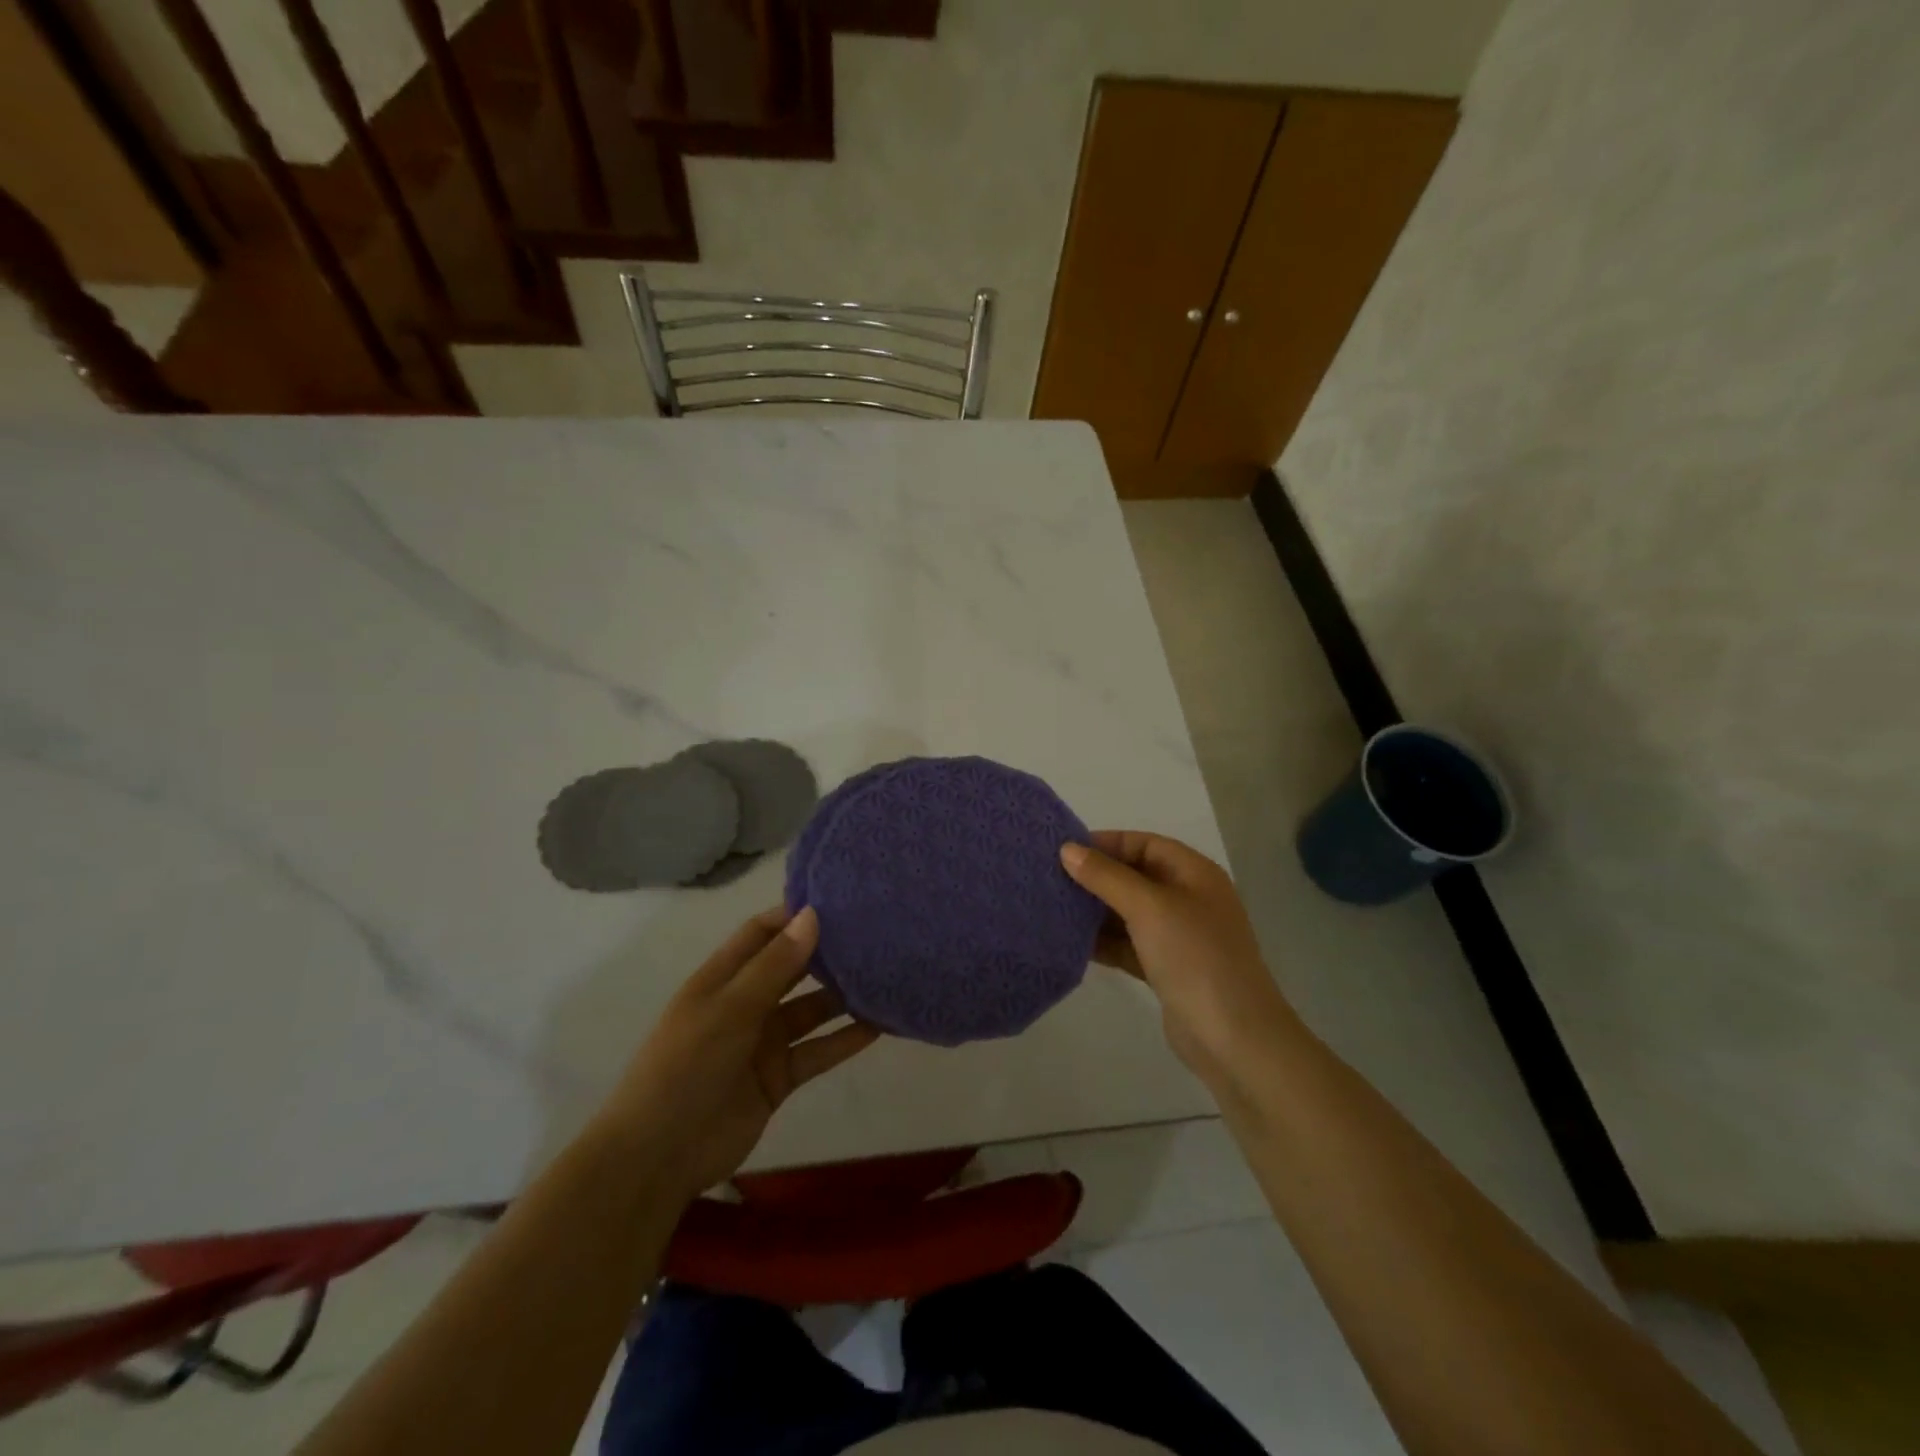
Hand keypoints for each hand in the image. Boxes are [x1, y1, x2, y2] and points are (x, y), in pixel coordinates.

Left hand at [599, 906, 878, 1204]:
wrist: (658, 1157)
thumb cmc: (686, 1067)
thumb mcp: (730, 1009)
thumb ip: (775, 965)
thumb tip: (812, 914)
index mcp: (722, 978)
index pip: (762, 933)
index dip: (795, 915)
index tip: (840, 901)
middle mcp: (745, 1003)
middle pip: (792, 968)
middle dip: (827, 952)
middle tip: (874, 934)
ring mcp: (763, 1042)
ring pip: (811, 1010)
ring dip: (843, 997)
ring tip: (886, 976)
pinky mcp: (779, 1078)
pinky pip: (817, 1051)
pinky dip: (845, 1040)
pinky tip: (880, 1026)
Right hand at [1061, 832, 1298, 1085]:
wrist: (1234, 1038)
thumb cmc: (1195, 957)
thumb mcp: (1149, 907)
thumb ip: (1106, 876)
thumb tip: (1067, 849)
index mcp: (1194, 874)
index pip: (1144, 844)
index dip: (1106, 843)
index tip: (1063, 851)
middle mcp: (1188, 899)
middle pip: (1134, 876)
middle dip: (1095, 877)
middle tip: (1049, 880)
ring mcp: (1178, 936)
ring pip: (1128, 912)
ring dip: (1094, 911)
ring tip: (1052, 908)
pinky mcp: (1166, 969)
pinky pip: (1128, 944)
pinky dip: (1103, 942)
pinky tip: (1069, 942)